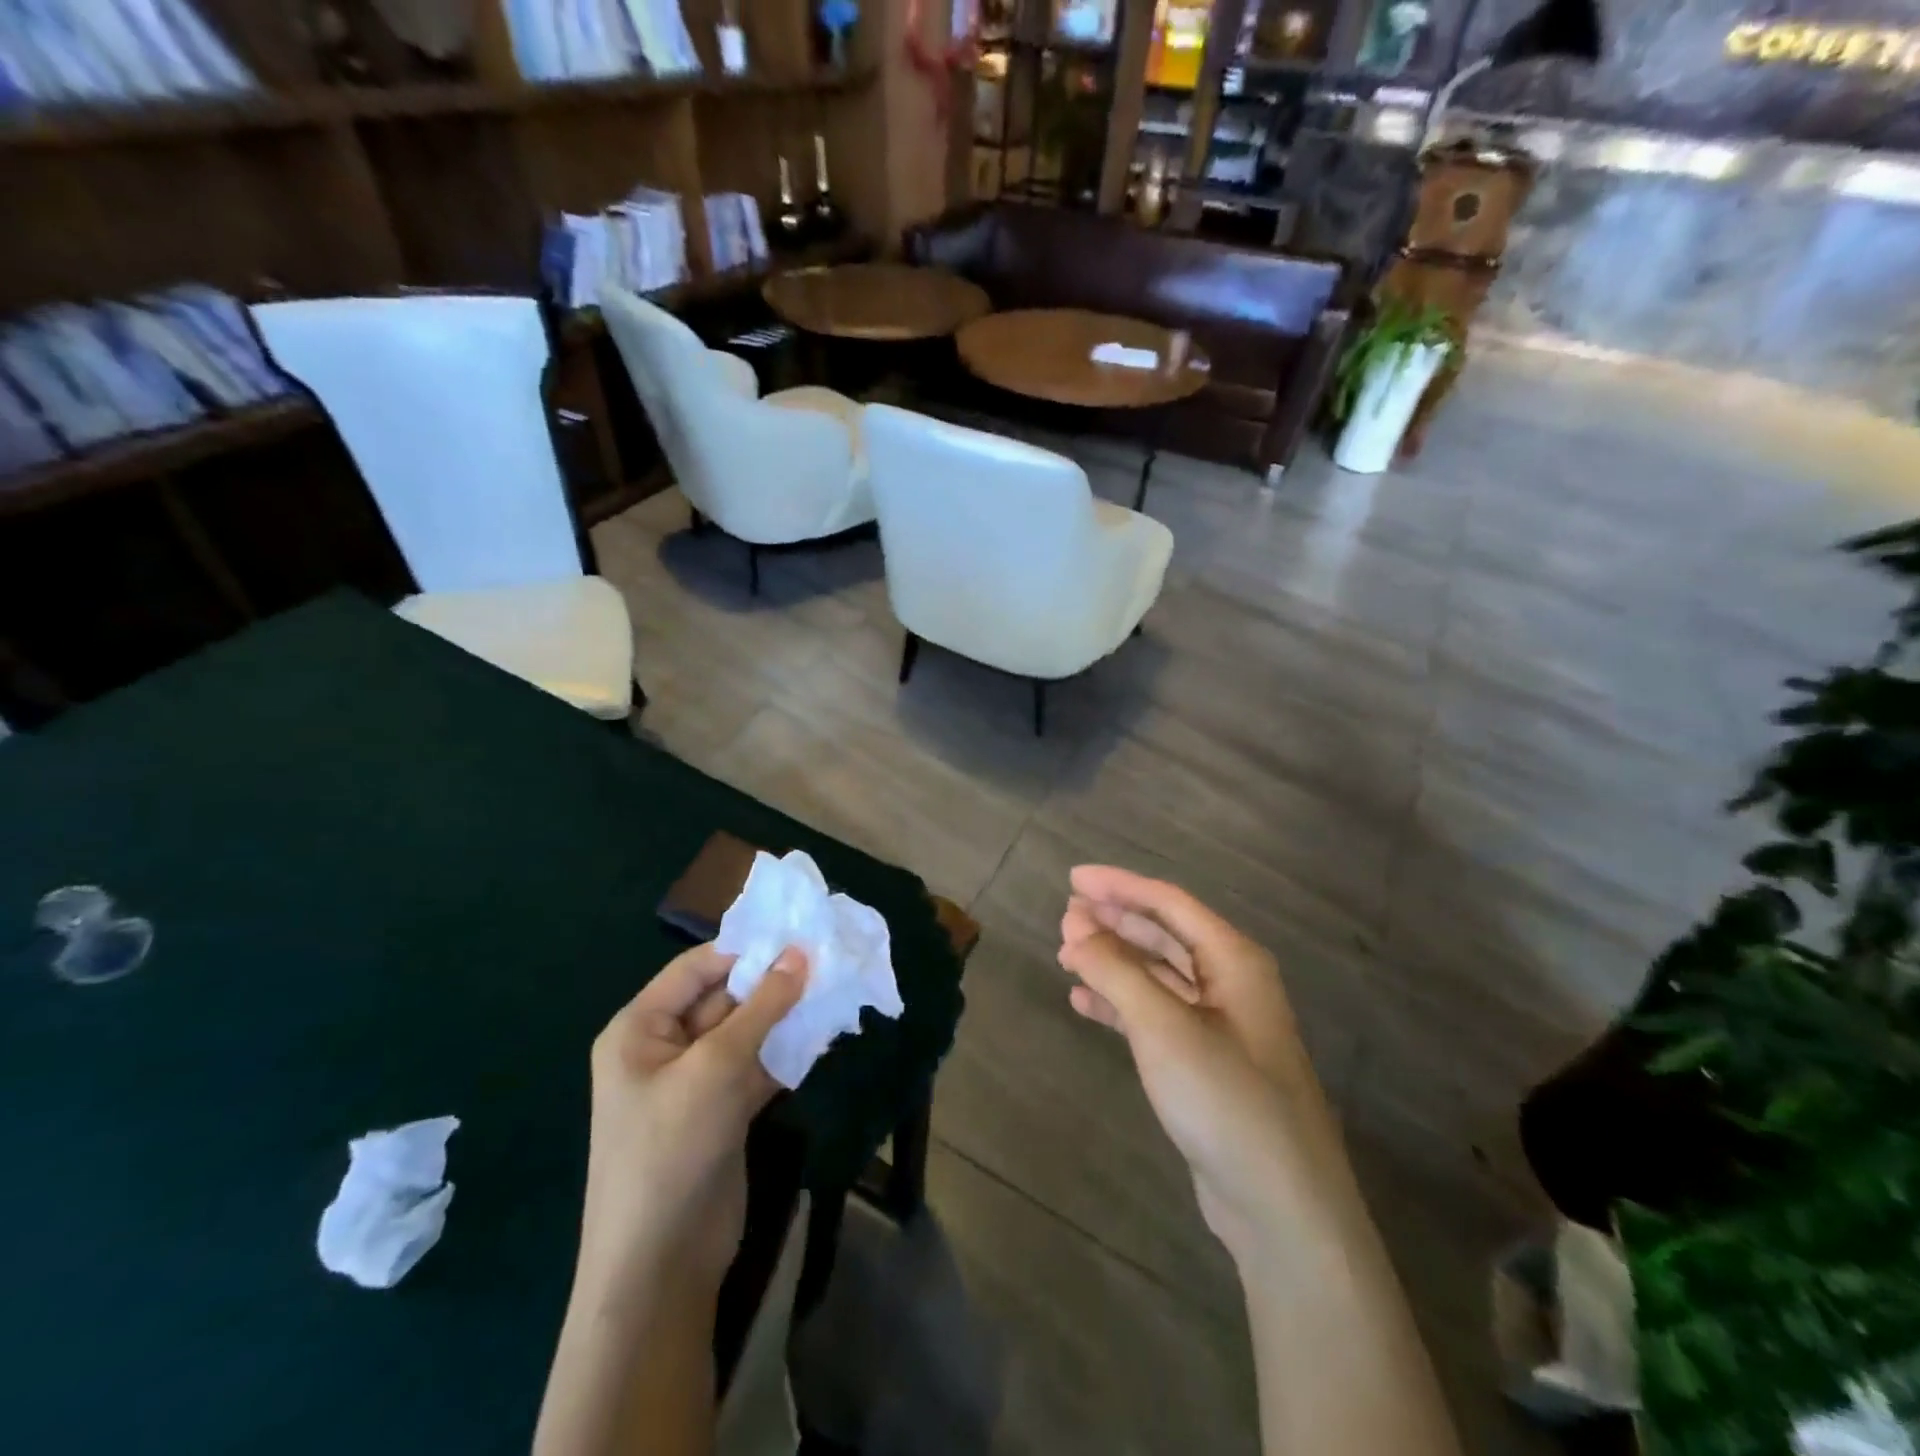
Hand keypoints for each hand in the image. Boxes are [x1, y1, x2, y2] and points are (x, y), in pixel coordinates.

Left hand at [575, 943, 807, 1308]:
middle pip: (724, 998)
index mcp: (640, 1029)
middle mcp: (665, 1048)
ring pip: (746, 1032)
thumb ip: (761, 1007)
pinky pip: (758, 1066)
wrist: (661, 1265)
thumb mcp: (716, 1067)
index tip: (797, 935)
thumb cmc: (672, 1149)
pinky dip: (786, 1052)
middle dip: (771, 982)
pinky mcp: (724, 1111)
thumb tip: (800, 954)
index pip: (696, 968)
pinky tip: (824, 1035)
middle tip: (826, 959)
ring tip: (833, 989)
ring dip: (785, 1016)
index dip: (744, 950)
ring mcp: (696, 1082)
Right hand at [1058, 866, 1333, 1262]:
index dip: (1119, 886)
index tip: (1072, 879)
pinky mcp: (1206, 1063)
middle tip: (1065, 916)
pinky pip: (1156, 1014)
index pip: (1169, 903)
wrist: (1282, 1207)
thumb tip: (1076, 931)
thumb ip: (1116, 972)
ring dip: (1113, 961)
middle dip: (1114, 922)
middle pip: (1164, 934)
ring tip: (1066, 954)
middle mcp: (1231, 983)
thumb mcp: (1164, 1027)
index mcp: (1234, 960)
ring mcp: (1220, 1025)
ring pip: (1158, 974)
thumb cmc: (1225, 1099)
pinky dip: (1120, 1003)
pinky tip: (1084, 1002)